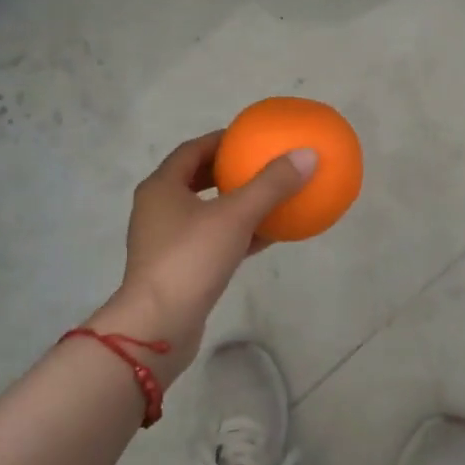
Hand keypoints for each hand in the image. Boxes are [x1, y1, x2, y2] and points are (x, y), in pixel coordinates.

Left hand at [89, 132, 316, 383]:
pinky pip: (210, 240)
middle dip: (227, 171)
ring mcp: (165, 241)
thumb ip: (271, 185)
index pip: (192, 150)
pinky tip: (266, 236)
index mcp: (161, 187)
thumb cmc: (191, 259)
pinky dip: (235, 234)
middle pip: (195, 179)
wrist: (159, 325)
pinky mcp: (177, 268)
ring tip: (267, 197)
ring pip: (203, 212)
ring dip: (233, 203)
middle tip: (259, 165)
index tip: (250, 138)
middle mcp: (158, 209)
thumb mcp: (236, 216)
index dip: (220, 140)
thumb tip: (307, 154)